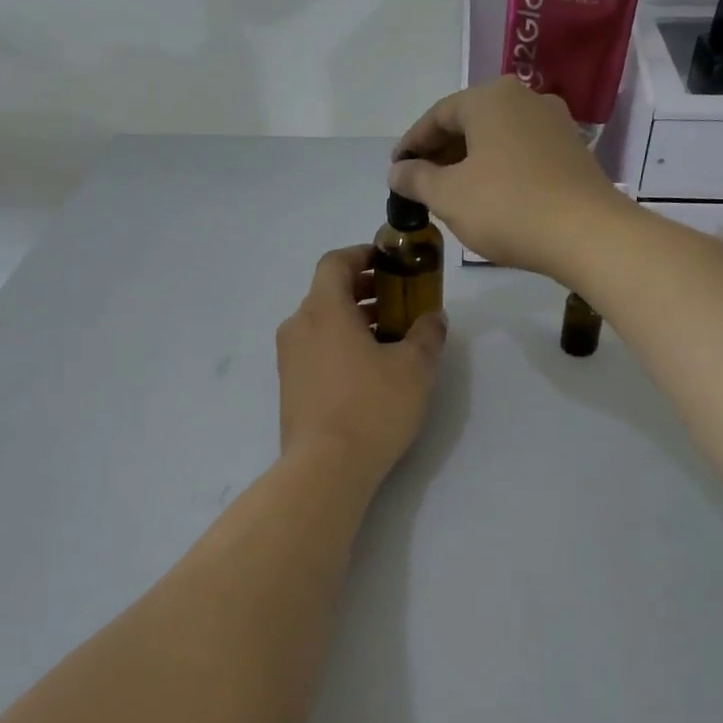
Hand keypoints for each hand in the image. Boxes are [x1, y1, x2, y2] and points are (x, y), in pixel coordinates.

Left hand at [276, 246, 446, 480]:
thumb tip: (433, 317)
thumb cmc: (372, 407)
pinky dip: (340, 344)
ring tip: (390, 337)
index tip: (389, 261)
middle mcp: (298, 326)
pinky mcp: (289, 386)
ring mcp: (289, 358)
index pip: (335, 262)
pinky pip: (315, 349)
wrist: (325, 468)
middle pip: (328, 292)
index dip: (362, 254)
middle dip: (364, 290)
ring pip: (321, 322)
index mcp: (324, 309)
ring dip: (354, 319)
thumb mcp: (414, 367)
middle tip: (399, 300)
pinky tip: (368, 369)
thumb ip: (427, 334)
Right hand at [388, 76, 623, 278]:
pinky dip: (498, 169)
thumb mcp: (448, 196)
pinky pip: (522, 154)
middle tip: (420, 184)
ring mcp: (555, 125)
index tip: (396, 170)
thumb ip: (416, 179)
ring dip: (469, 162)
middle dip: (441, 153)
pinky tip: (489, 198)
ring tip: (451, 194)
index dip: (412, 143)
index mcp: (491, 98)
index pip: (438, 115)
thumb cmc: (507, 207)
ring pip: (498, 139)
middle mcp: (525, 100)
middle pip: (470, 123)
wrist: (587, 234)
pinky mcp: (573, 153)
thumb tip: (397, 171)